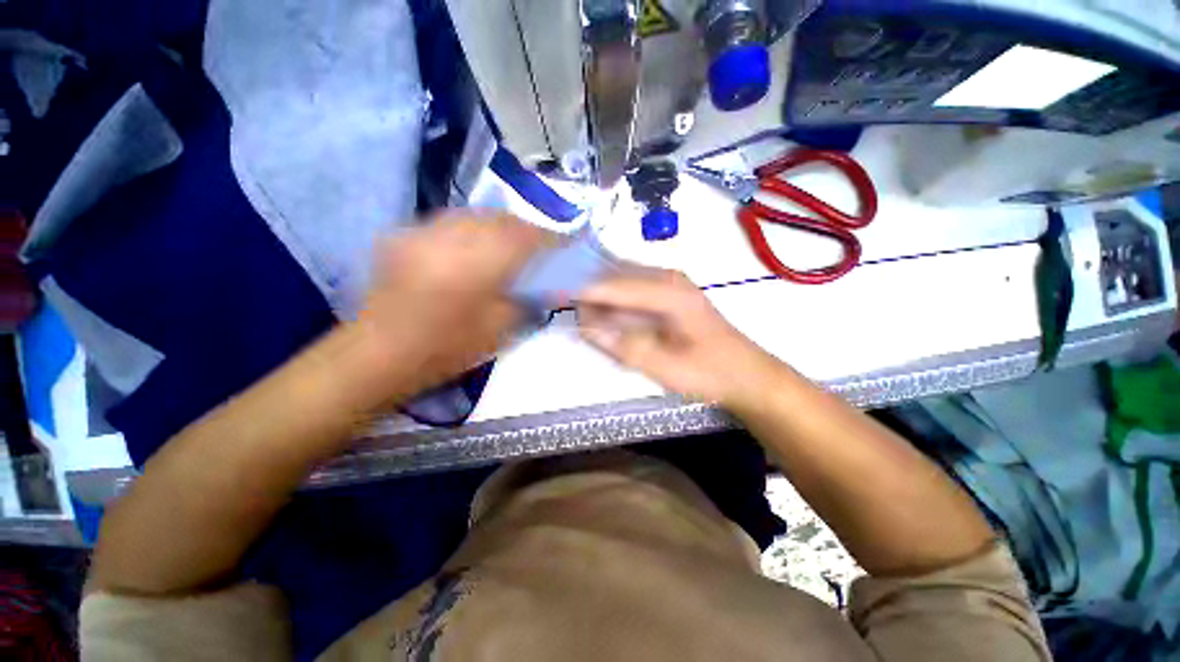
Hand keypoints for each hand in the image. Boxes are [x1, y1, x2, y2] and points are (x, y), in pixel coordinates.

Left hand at [350, 211, 553, 407]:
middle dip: (522, 228)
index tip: (561, 244)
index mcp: (478, 265)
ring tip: (504, 244)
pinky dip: (468, 229)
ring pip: (472, 214)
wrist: (379, 354)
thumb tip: (553, 286)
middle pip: (498, 218)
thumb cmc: (446, 348)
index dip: (547, 237)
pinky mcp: (405, 235)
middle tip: (535, 245)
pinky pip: (447, 222)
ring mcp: (423, 233)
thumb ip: (528, 300)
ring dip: (495, 225)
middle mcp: (450, 238)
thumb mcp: (499, 330)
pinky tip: (470, 247)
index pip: (524, 236)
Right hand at [576, 269, 784, 407]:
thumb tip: (585, 327)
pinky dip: (612, 301)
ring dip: (598, 296)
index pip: (614, 284)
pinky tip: (604, 317)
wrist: (745, 374)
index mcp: (669, 292)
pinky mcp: (667, 292)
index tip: (552, 296)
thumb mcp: (665, 368)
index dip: (582, 291)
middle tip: (562, 308)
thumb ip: (624, 347)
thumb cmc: (709, 373)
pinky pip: (629, 289)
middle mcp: (667, 277)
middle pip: (614, 275)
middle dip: (587, 291)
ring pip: (619, 280)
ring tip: (579, 314)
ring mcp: (668, 282)